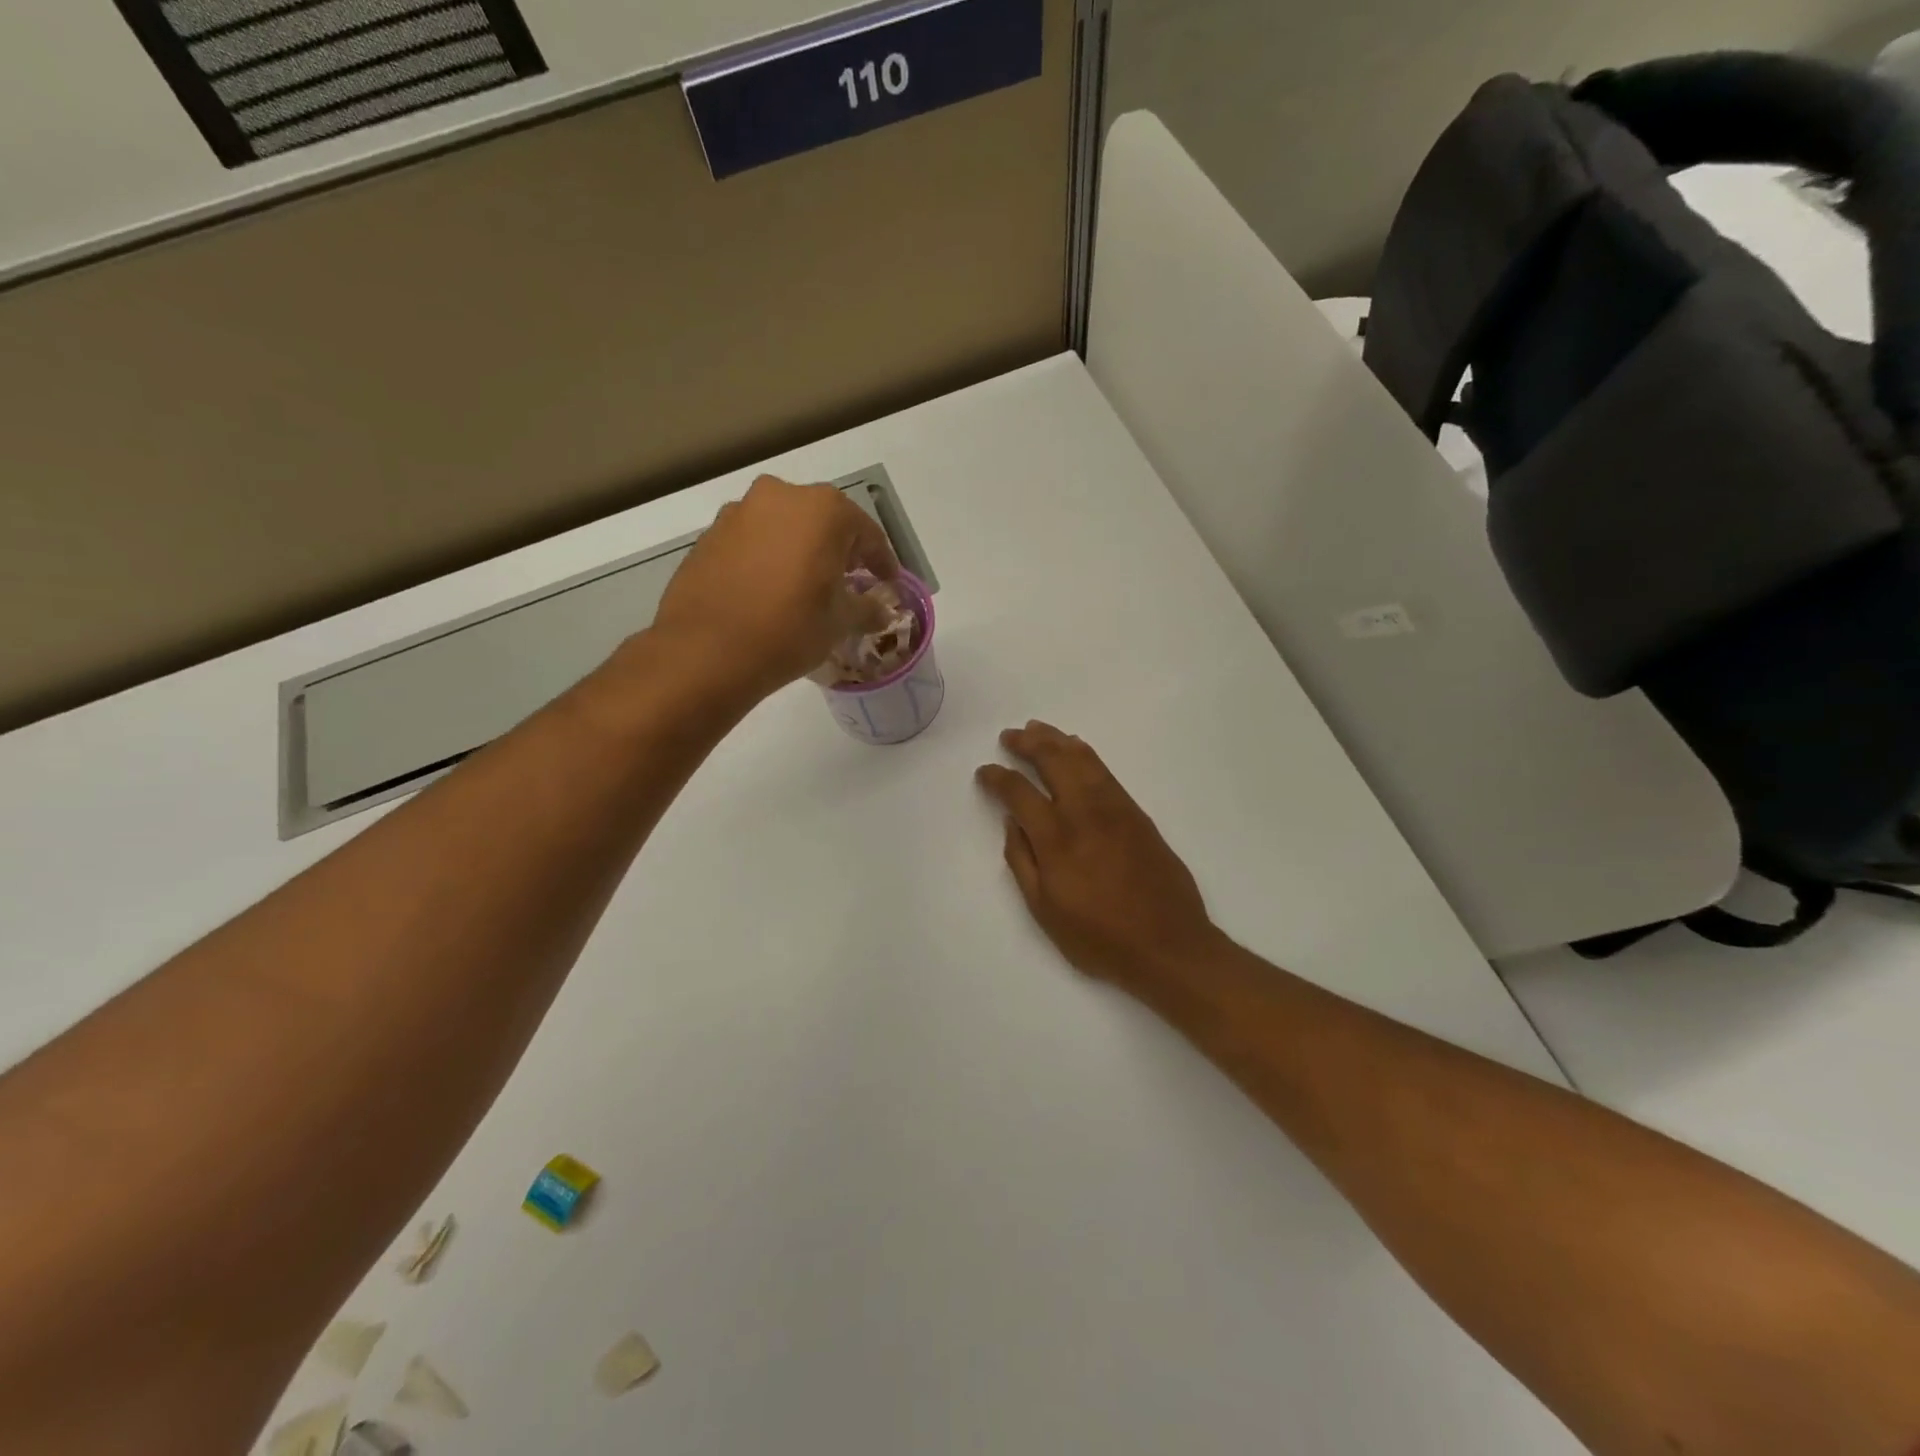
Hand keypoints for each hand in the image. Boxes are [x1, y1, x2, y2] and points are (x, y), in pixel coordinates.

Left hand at [654, 475, 899, 699]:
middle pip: (823, 521)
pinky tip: (770, 590)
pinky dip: (768, 558)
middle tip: (849, 581)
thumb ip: (867, 608)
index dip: (882, 561)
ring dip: (801, 550)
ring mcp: (739, 512)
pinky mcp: (710, 535)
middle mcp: (781, 496)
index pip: (866, 533)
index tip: (888, 583)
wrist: (706, 651)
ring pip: (784, 528)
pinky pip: (753, 541)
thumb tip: (880, 610)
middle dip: (840, 549)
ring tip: (806, 586)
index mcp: (823, 509)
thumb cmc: (789, 629)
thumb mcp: (840, 623)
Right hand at [976, 722, 1220, 995]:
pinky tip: (1075, 749)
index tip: (984, 772)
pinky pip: (1104, 771)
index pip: (1019, 792)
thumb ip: (1022, 861)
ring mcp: (1115, 808)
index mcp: (1056, 839)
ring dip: (1056, 739)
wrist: (1169, 945)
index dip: (997, 778)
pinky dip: (1085, 753)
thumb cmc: (1100, 938)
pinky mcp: (1137, 813)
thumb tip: (1012, 822)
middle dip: (1027, 743)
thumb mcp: (1045, 911)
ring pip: (1082, 758)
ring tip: (1036, 729)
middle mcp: (1085, 812)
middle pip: (1053, 760)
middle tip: (1009, 736)